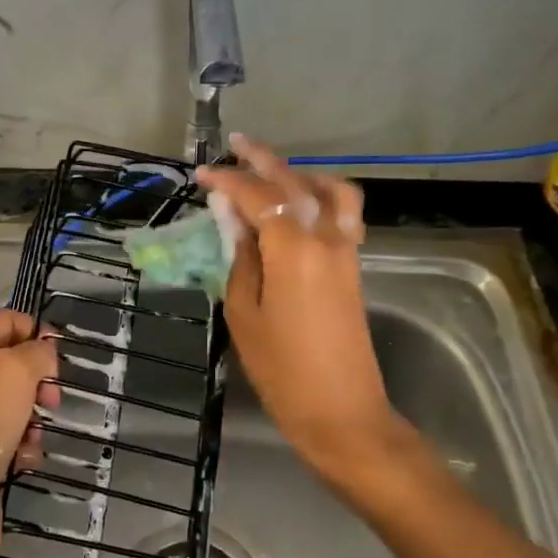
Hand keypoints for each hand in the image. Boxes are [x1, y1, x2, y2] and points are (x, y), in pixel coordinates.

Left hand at [0, 310, 58, 557]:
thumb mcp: (9, 375)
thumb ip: (34, 353)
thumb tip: (46, 352)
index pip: (3, 323)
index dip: (35, 330)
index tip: (61, 352)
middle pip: (14, 364)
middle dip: (39, 378)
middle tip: (51, 398)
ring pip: (19, 404)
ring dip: (36, 417)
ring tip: (35, 434)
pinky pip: (16, 439)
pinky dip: (27, 447)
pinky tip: (25, 461)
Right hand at [198, 137, 410, 489]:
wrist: (342, 411)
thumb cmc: (282, 370)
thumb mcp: (244, 314)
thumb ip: (241, 259)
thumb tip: (236, 221)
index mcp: (294, 249)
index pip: (258, 197)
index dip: (228, 181)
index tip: (202, 176)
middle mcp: (326, 238)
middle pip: (295, 184)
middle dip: (263, 160)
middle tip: (236, 145)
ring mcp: (347, 251)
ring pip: (329, 192)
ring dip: (299, 175)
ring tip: (271, 175)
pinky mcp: (354, 267)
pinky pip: (343, 214)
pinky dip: (321, 197)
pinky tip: (300, 207)